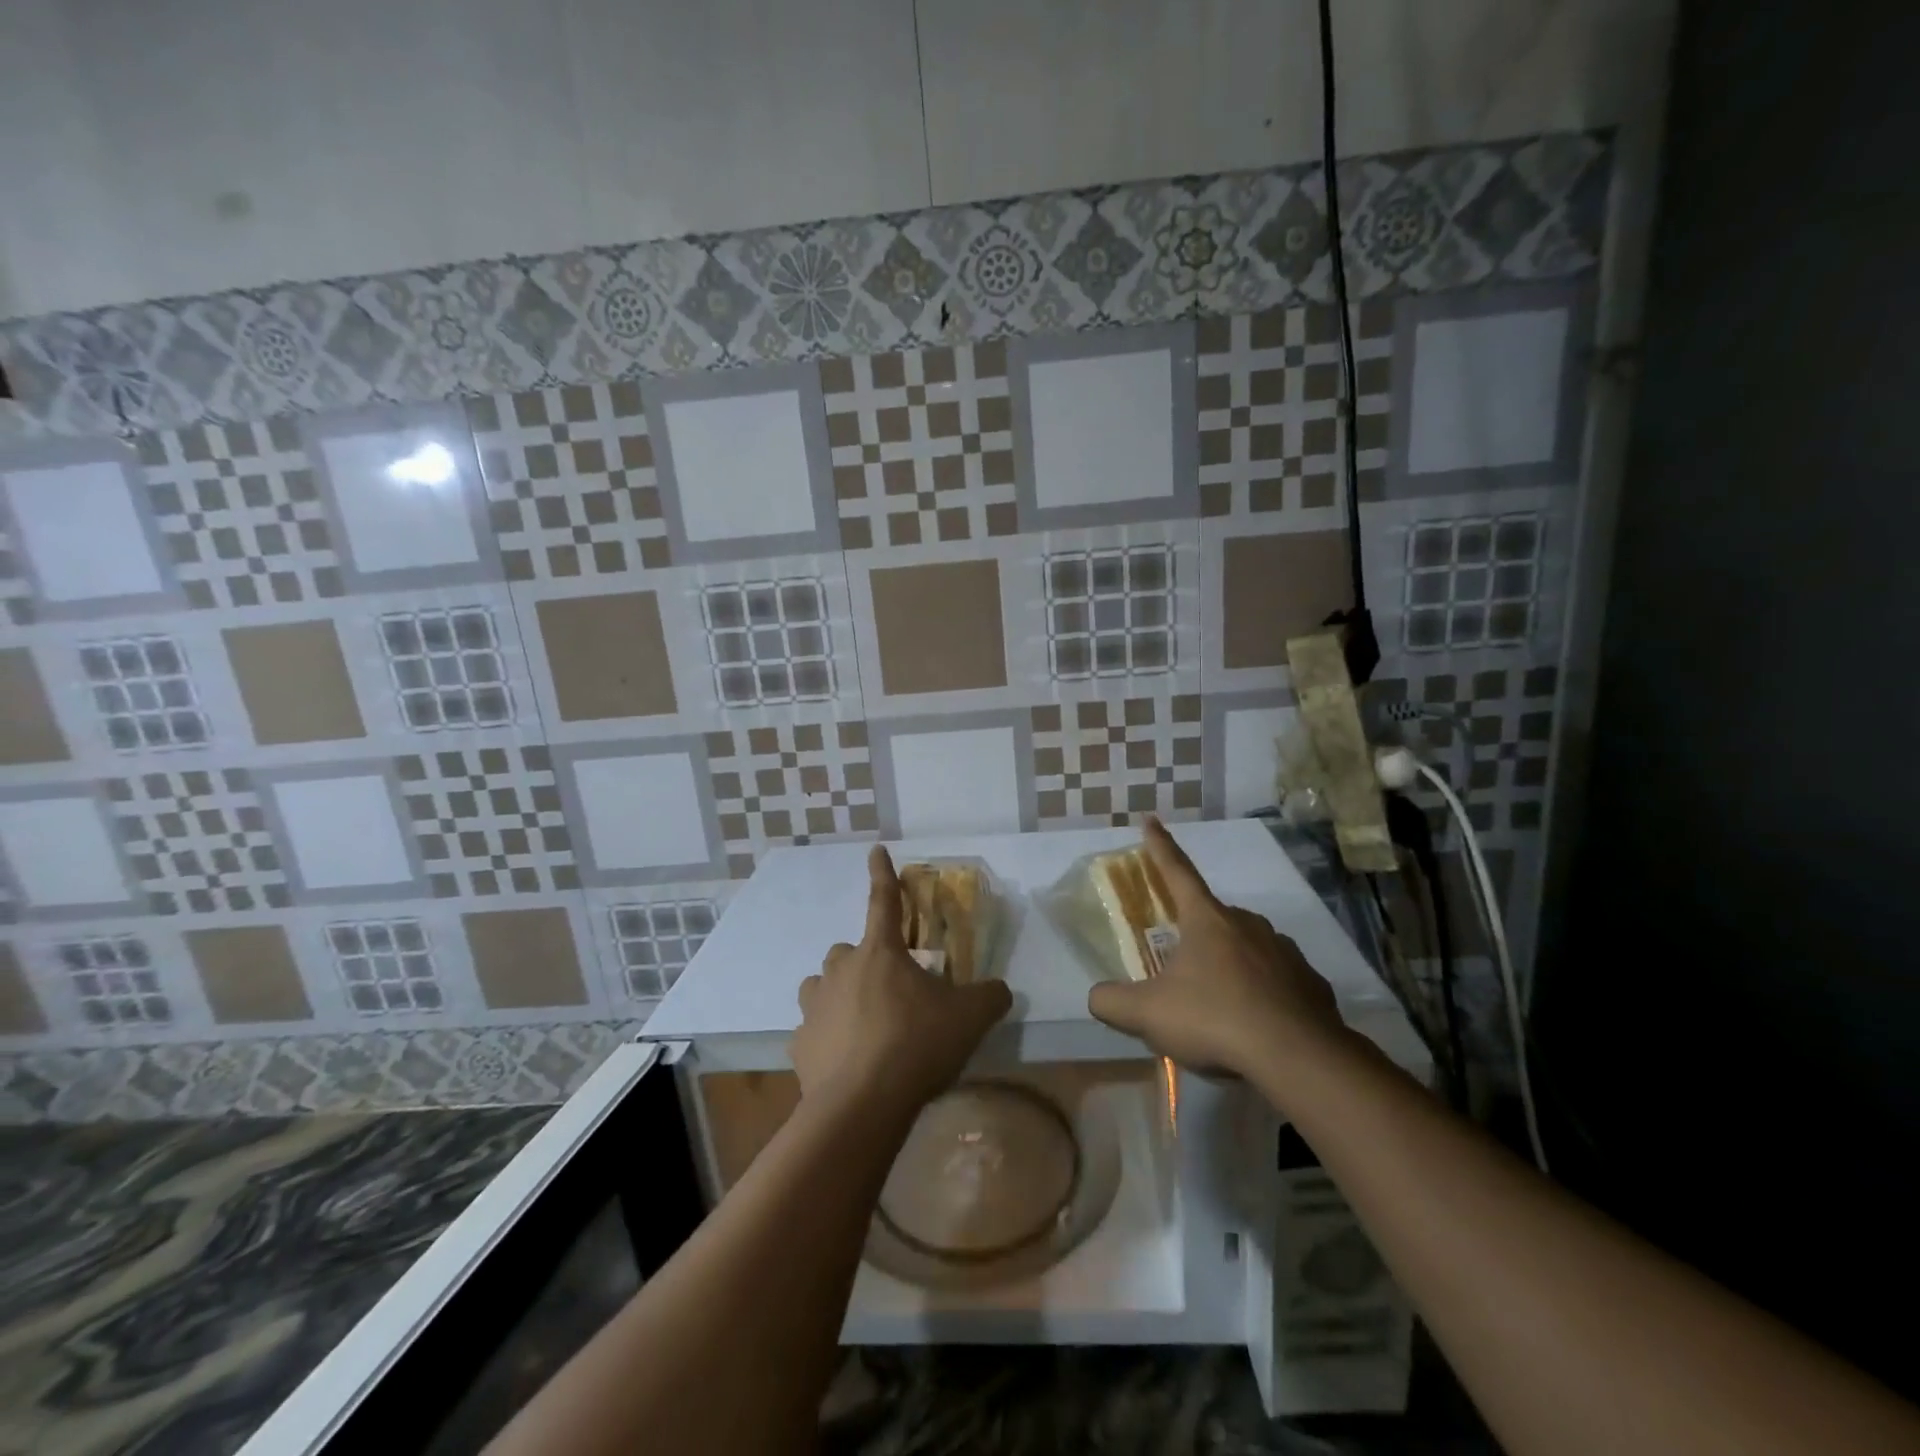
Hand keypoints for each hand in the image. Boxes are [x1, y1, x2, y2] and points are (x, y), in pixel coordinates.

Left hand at [794, 846, 1012, 1112]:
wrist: (862, 1105)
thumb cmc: (916, 1045)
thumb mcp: (969, 1018)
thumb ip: (990, 997)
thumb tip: (1002, 990)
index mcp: (880, 953)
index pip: (884, 901)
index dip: (883, 874)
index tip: (875, 850)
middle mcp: (841, 970)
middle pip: (847, 951)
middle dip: (864, 961)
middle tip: (889, 989)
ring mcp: (814, 1006)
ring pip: (821, 986)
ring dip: (839, 994)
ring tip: (862, 1022)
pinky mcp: (799, 1044)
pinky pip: (812, 1030)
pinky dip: (827, 1038)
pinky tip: (845, 1061)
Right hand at [1087, 818, 1348, 1081]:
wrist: (1299, 1057)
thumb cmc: (1214, 1019)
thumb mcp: (1147, 1013)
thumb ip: (1112, 1002)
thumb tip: (1097, 996)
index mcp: (1207, 919)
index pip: (1177, 871)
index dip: (1159, 846)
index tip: (1150, 820)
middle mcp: (1248, 924)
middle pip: (1212, 916)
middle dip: (1194, 930)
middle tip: (1180, 959)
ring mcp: (1285, 952)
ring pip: (1248, 947)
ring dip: (1230, 963)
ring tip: (1218, 999)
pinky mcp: (1311, 984)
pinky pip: (1278, 980)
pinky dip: (1263, 992)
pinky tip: (1256, 1023)